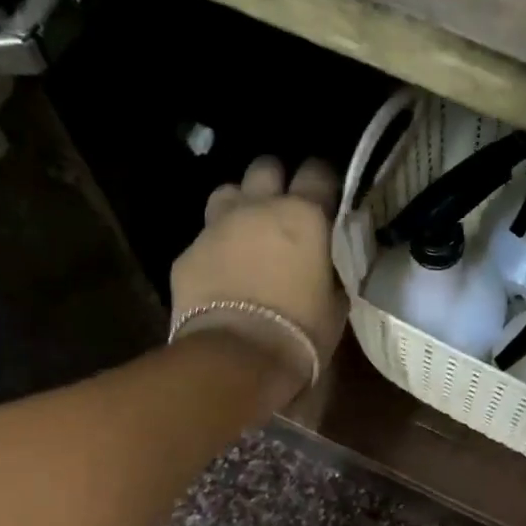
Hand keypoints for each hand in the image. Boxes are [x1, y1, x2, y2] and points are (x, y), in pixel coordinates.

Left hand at [169, 156, 347, 399]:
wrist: (237, 358)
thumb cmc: (301, 331)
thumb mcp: (337, 301)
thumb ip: (335, 267)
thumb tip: (333, 258)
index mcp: (304, 215)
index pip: (319, 171)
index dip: (323, 183)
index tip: (327, 200)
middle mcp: (258, 207)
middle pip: (266, 167)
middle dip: (276, 183)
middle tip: (284, 211)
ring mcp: (217, 226)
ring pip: (228, 191)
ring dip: (240, 206)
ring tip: (248, 234)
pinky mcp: (188, 253)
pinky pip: (204, 237)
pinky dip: (216, 248)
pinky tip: (222, 273)